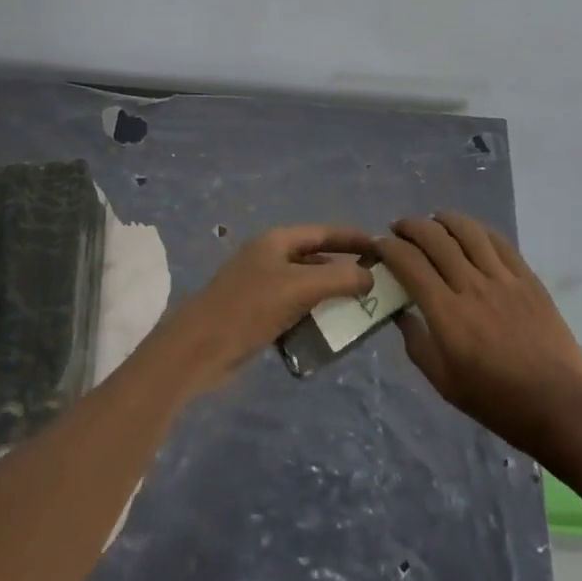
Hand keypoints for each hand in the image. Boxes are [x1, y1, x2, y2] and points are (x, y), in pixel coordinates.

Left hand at [158, 225, 375, 392]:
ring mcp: (261, 285)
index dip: (353, 238)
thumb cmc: (250, 308)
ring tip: (359, 308)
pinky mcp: (256, 313)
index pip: (324, 231)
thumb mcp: (300, 287)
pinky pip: (294, 307)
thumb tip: (370, 277)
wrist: (199, 349)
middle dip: (345, 268)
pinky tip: (329, 329)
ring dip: (331, 294)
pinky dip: (313, 314)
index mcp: (277, 241)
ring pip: (306, 284)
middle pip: (316, 257)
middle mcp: (269, 257)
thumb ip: (340, 278)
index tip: (382, 247)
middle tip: (376, 282)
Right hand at [376, 213, 581, 460]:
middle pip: (435, 239)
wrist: (559, 404)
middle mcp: (472, 287)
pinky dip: (478, 229)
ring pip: (468, 231)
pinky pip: (499, 242)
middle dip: (410, 227)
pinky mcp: (528, 278)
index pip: (410, 264)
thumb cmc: (496, 400)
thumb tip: (400, 313)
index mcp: (447, 314)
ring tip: (432, 221)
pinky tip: (468, 231)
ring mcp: (503, 279)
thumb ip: (417, 343)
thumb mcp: (444, 381)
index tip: (379, 246)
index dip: (389, 248)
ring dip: (443, 219)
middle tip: (399, 229)